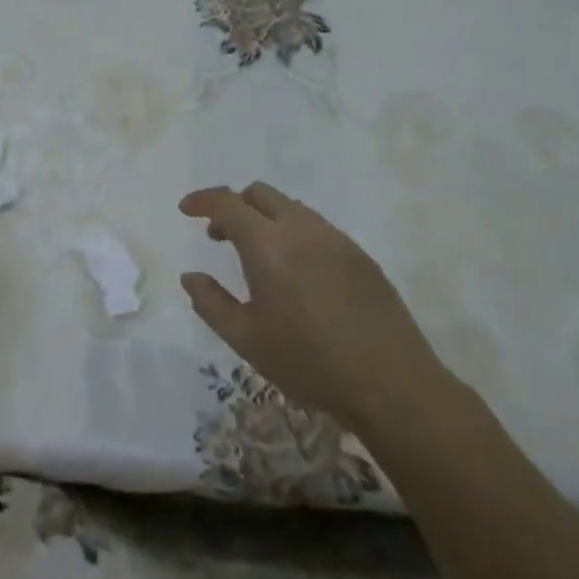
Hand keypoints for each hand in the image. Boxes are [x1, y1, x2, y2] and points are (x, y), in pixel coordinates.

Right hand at [179, 183, 450, 432]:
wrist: (392, 385)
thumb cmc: (309, 362)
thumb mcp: (246, 339)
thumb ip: (210, 303)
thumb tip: (190, 276)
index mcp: (268, 244)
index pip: (227, 202)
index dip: (202, 200)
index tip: (186, 210)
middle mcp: (302, 229)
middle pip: (259, 194)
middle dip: (234, 206)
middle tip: (220, 237)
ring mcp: (336, 239)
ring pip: (291, 207)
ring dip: (265, 218)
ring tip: (259, 257)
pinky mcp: (361, 256)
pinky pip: (317, 227)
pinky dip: (294, 233)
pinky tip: (297, 273)